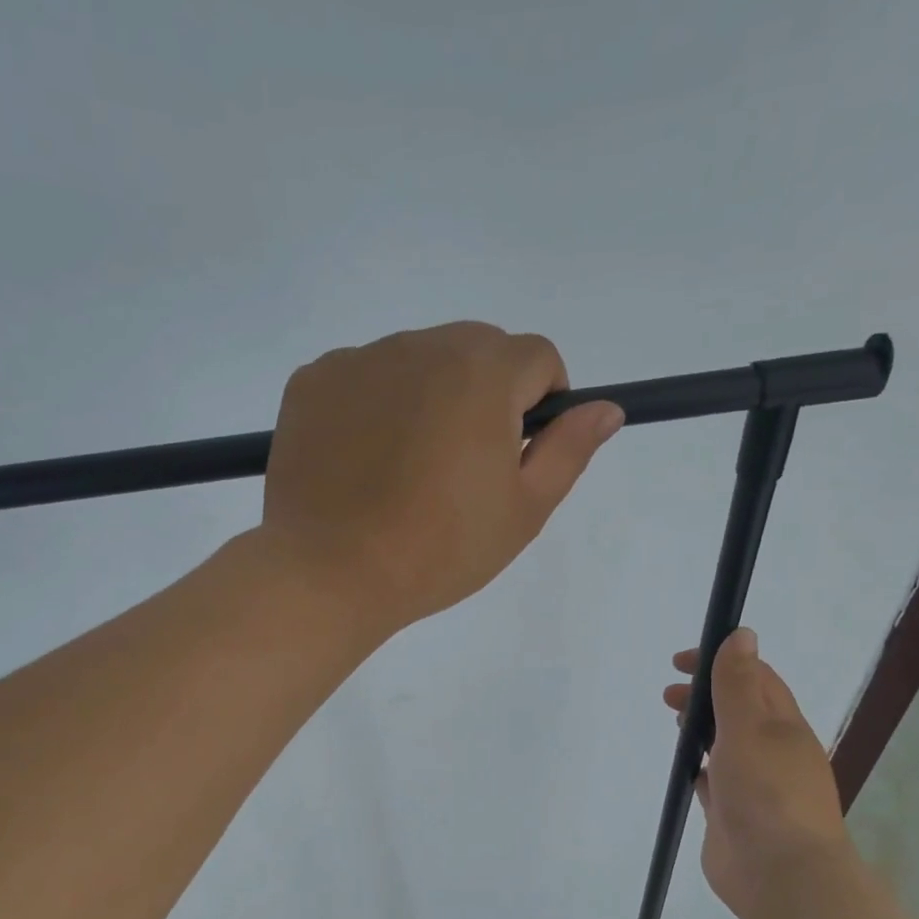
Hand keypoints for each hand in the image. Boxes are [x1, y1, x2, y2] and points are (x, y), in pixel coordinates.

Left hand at [260, 322, 623, 638]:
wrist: (331, 573)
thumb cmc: (440, 549)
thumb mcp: (523, 510)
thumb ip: (568, 450)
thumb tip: (606, 408)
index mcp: (482, 372)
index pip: (537, 357)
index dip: (542, 402)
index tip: (519, 453)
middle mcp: (421, 346)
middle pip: (477, 350)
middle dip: (486, 395)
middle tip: (463, 468)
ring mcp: (359, 359)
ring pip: (418, 361)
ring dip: (429, 396)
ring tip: (407, 469)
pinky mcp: (313, 381)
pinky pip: (363, 377)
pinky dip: (375, 405)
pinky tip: (364, 461)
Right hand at [664, 629, 854, 918]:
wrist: (780, 875)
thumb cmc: (767, 794)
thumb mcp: (750, 729)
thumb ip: (739, 684)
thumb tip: (742, 634)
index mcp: (783, 727)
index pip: (755, 679)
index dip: (720, 662)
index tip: (681, 662)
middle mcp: (771, 752)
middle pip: (738, 710)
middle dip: (704, 695)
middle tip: (669, 696)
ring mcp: (753, 785)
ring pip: (725, 745)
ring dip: (701, 728)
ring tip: (674, 722)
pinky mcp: (732, 814)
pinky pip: (713, 781)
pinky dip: (698, 767)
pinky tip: (683, 768)